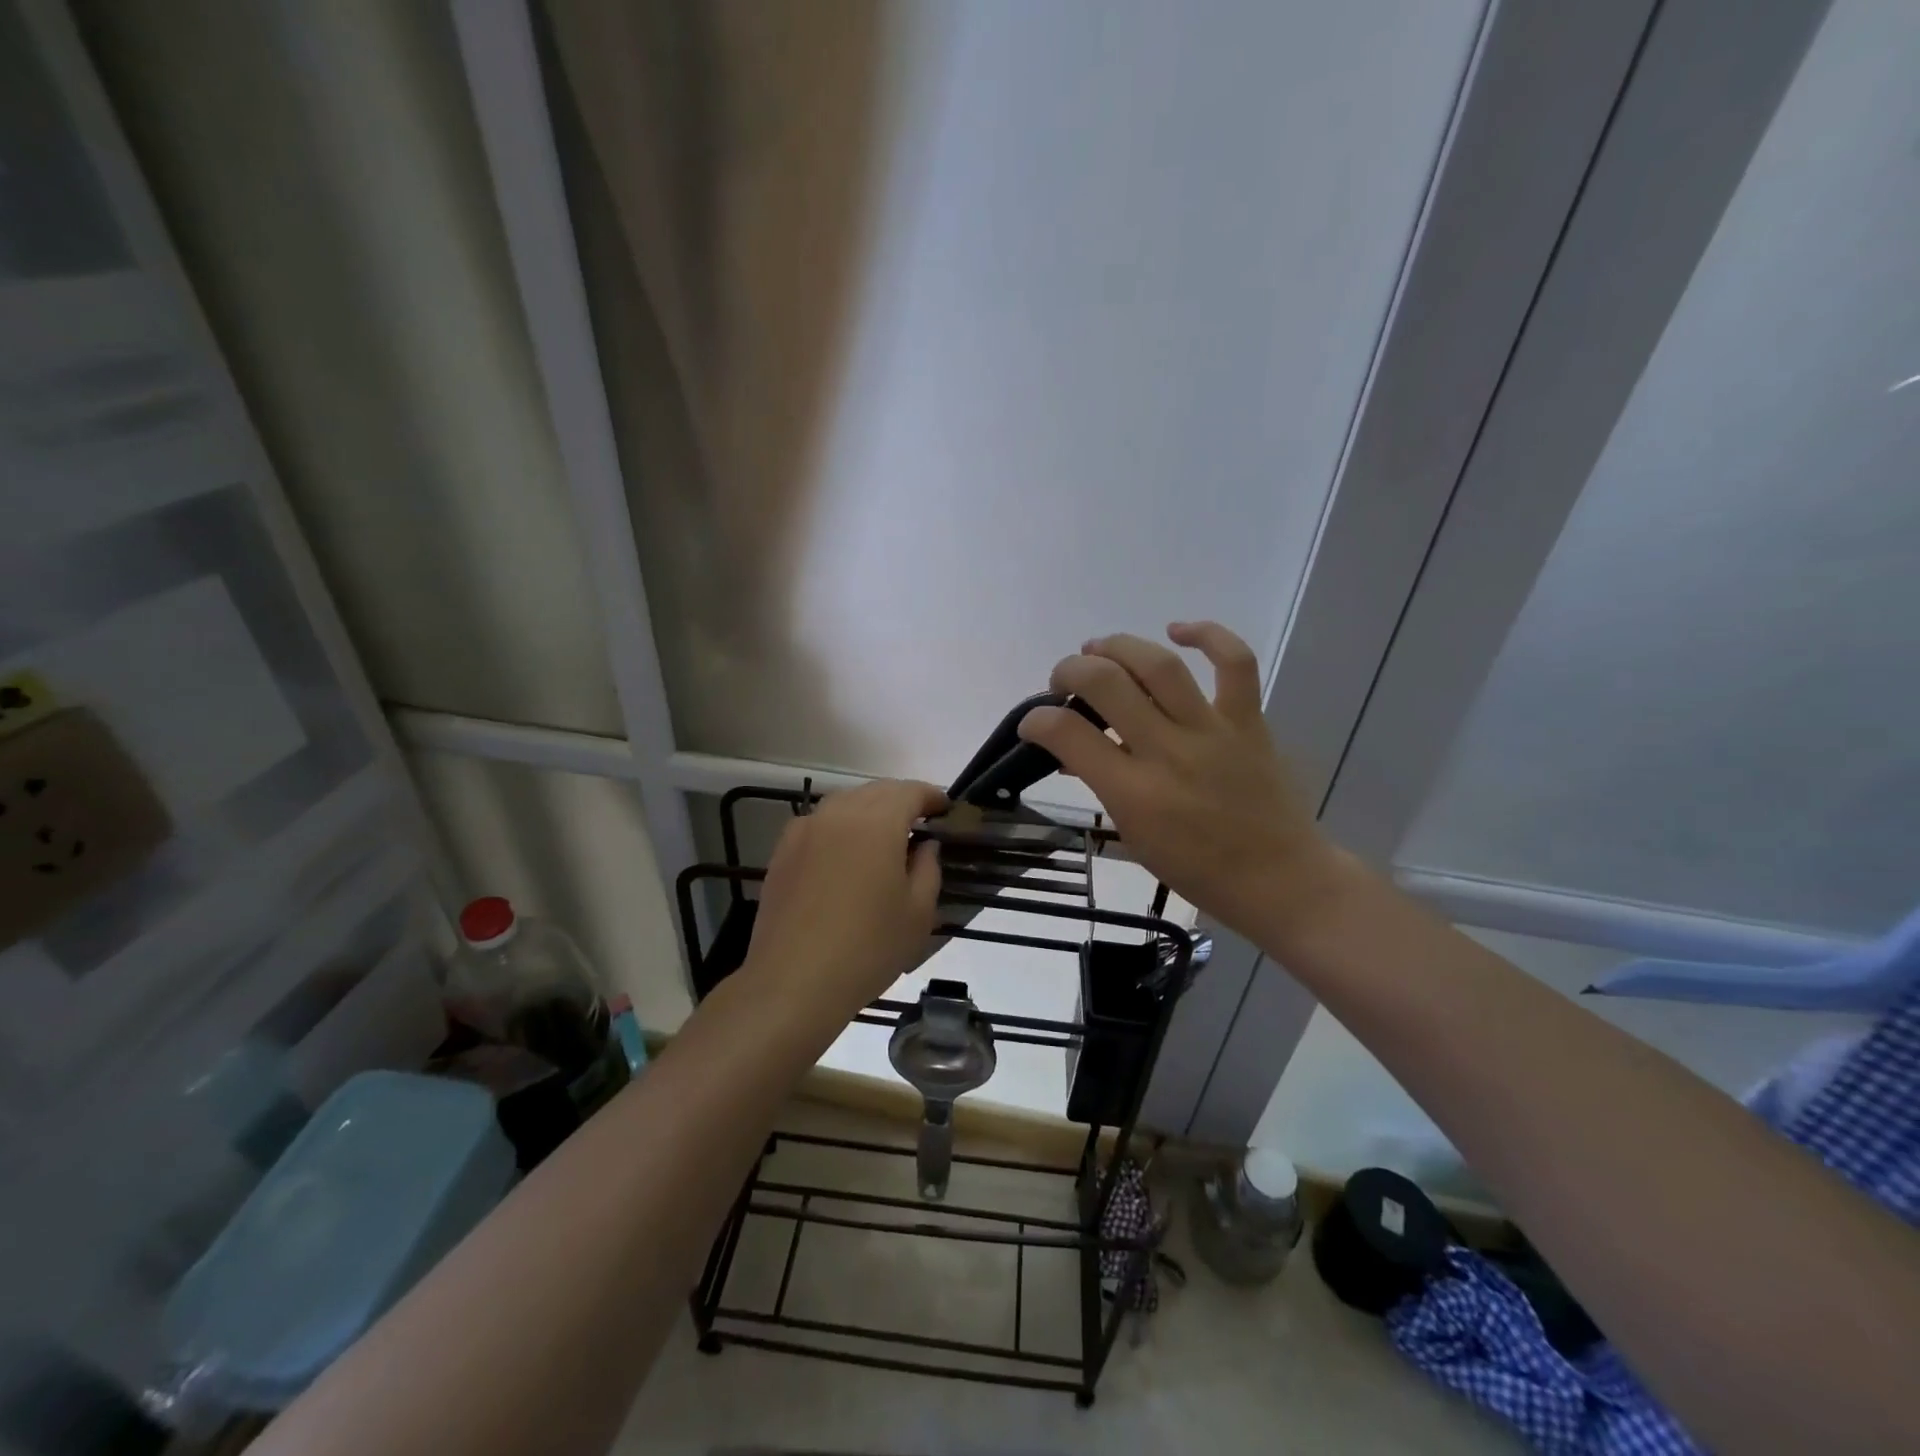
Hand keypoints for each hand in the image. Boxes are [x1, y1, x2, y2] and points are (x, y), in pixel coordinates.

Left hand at [742, 779, 946, 1017]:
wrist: (793, 982)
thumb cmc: (867, 948)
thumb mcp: (918, 913)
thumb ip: (928, 868)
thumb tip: (925, 845)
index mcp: (877, 823)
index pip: (910, 791)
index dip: (931, 797)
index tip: (945, 810)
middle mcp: (838, 814)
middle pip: (876, 791)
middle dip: (901, 800)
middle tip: (920, 823)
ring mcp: (805, 830)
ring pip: (845, 803)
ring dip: (870, 810)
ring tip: (884, 837)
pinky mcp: (782, 851)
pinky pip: (820, 824)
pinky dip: (840, 827)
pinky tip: (845, 855)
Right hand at [1019, 622, 1346, 943]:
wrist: (1279, 880)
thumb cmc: (1198, 870)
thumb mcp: (1133, 836)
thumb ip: (1102, 787)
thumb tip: (1073, 752)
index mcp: (1133, 793)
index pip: (1067, 735)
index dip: (1037, 720)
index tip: (1033, 722)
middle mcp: (1167, 753)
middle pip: (1106, 684)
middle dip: (1070, 670)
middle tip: (1062, 680)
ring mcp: (1211, 732)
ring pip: (1159, 665)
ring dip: (1118, 646)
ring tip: (1098, 647)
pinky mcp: (1248, 721)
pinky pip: (1234, 662)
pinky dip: (1207, 635)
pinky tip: (1177, 630)